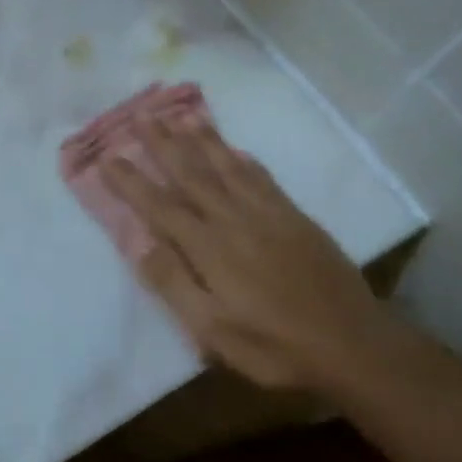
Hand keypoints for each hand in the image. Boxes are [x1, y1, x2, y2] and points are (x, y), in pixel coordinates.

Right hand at [102, 118, 401, 391]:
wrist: (354, 345)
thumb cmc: (274, 346)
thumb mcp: (213, 330)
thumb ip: (174, 284)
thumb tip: (139, 245)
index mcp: (209, 249)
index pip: (160, 206)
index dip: (132, 181)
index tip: (108, 158)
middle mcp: (235, 221)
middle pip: (192, 174)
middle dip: (164, 144)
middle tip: (143, 115)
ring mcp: (269, 216)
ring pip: (227, 168)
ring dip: (202, 140)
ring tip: (181, 116)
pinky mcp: (296, 219)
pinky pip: (263, 179)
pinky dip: (244, 159)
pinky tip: (235, 149)